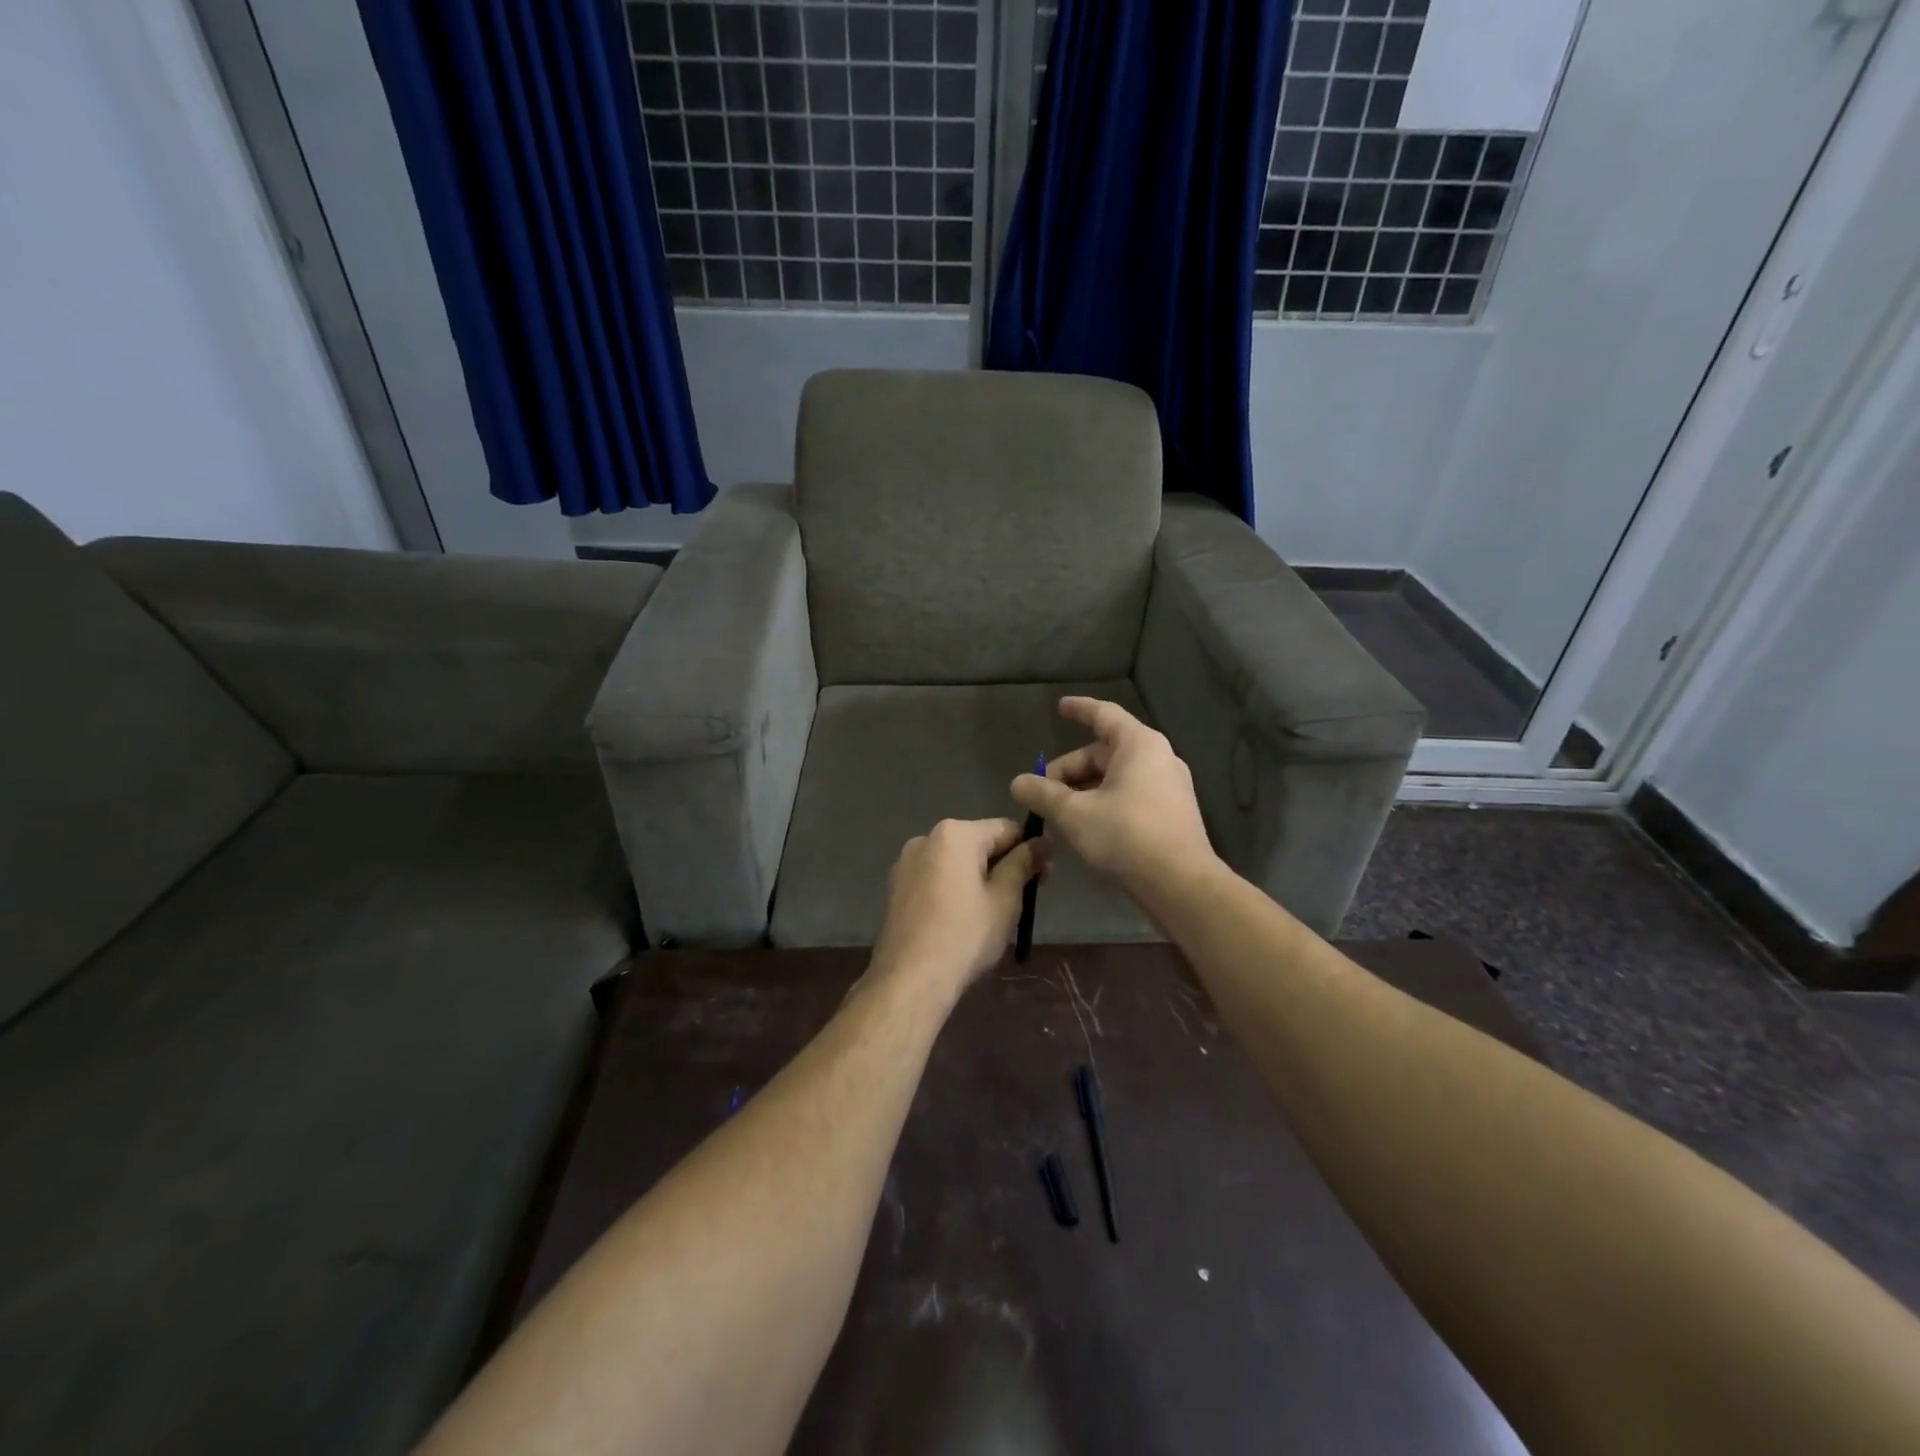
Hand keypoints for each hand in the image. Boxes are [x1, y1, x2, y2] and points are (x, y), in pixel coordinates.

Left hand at [870, 818, 1049, 999]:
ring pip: (955, 862)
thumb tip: (1042, 843)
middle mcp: (926, 839)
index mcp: (954, 834)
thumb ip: (1024, 863)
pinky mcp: (896, 888)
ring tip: (992, 914)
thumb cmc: (966, 935)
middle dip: (1003, 864)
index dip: (1031, 850)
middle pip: (978, 844)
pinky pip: (935, 879)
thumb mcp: (1005, 899)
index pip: (1006, 829)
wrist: (911, 979)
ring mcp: (905, 864)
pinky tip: (961, 920)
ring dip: (978, 878)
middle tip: (1023, 899)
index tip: (1044, 879)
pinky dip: (953, 890)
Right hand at [1010, 697, 1214, 896]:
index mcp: (1139, 745)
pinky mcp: (1171, 812)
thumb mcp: (1074, 813)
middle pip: (1104, 751)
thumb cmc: (1126, 836)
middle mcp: (1159, 757)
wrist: (1181, 884)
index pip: (1104, 714)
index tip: (1060, 707)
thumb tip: (1017, 782)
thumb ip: (1043, 794)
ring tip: (1058, 812)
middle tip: (1041, 791)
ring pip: (1116, 776)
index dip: (1079, 709)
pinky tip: (1085, 825)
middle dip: (1069, 769)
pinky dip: (1104, 801)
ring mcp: (1169, 786)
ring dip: (1084, 789)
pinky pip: (1131, 794)